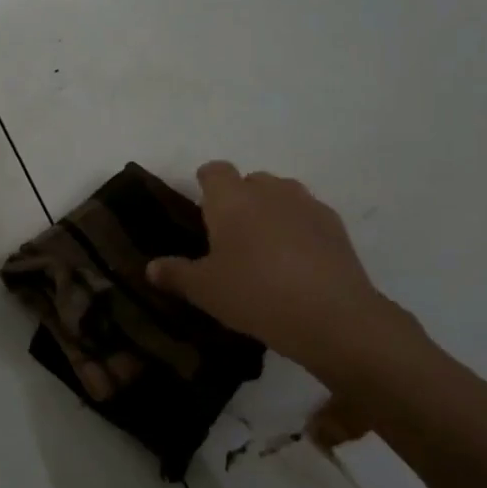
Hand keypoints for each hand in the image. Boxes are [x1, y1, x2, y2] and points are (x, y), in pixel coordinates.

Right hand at [147, 162, 419, 386]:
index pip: (214, 171)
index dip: (206, 185)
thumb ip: (176, 274)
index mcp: (231, 198)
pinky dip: (300, 230)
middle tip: (232, 238)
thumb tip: (151, 268)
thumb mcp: (205, 291)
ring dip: (272, 211)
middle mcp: (268, 190)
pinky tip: (298, 263)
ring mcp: (306, 204)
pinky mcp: (335, 225)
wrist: (332, 316)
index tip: (202, 210)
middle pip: (250, 181)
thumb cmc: (255, 294)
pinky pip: (308, 216)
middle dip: (240, 200)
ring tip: (267, 249)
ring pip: (282, 195)